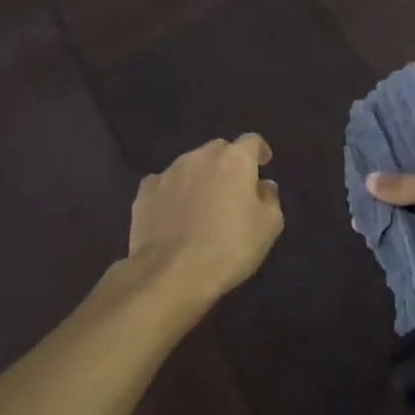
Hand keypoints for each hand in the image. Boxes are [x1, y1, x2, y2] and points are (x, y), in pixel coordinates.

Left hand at [126, 134, 283, 306]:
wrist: (171, 273)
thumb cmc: (229, 247)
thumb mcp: (268, 227)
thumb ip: (270, 199)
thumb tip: (264, 186)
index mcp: (234, 160)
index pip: (251, 141)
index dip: (259, 151)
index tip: (262, 164)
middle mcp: (199, 157)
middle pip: (219, 150)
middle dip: (228, 163)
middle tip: (234, 189)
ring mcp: (168, 173)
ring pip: (190, 165)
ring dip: (200, 177)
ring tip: (203, 203)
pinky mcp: (145, 192)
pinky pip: (164, 184)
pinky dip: (173, 192)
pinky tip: (174, 213)